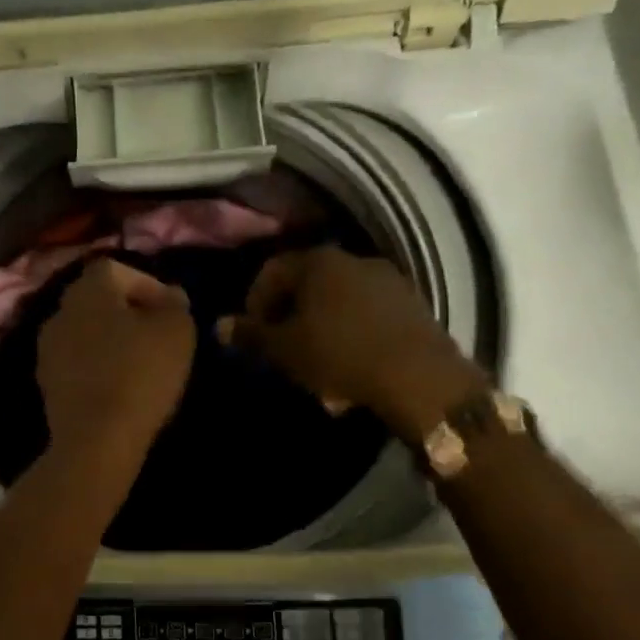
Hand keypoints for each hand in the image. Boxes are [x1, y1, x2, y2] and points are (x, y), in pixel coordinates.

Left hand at [37, 259, 194, 464]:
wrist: (95, 438)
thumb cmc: (140, 373)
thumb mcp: (176, 331)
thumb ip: (174, 305)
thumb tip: (170, 295)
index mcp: (88, 289)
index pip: (115, 268)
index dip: (145, 283)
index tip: (169, 309)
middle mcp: (60, 310)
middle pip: (97, 299)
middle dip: (127, 311)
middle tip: (156, 333)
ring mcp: (47, 347)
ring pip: (85, 331)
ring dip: (109, 339)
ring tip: (140, 362)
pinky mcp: (45, 382)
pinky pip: (76, 362)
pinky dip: (96, 366)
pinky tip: (118, 386)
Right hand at [217, 247, 486, 440]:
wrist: (421, 378)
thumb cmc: (340, 355)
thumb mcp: (285, 349)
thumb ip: (250, 334)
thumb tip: (218, 325)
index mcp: (318, 262)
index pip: (272, 270)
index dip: (255, 300)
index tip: (254, 333)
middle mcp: (354, 260)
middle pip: (307, 283)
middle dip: (290, 314)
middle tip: (283, 347)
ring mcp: (389, 281)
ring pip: (339, 299)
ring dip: (322, 324)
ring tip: (317, 361)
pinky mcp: (413, 305)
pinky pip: (368, 313)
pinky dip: (352, 332)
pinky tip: (352, 364)